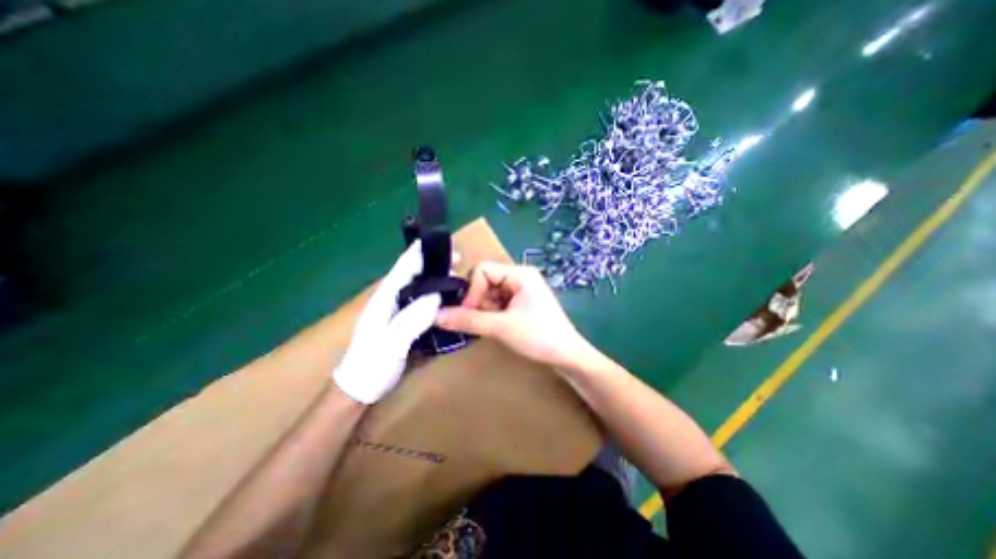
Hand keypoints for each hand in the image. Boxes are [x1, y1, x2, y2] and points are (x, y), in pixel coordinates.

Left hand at [333, 243, 441, 404]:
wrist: (359, 390)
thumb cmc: (371, 366)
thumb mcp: (391, 344)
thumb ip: (411, 320)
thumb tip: (436, 297)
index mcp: (383, 301)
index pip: (401, 271)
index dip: (418, 255)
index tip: (436, 242)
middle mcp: (389, 302)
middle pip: (411, 275)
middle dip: (431, 263)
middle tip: (456, 258)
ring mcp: (394, 313)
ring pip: (417, 288)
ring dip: (434, 278)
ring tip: (455, 274)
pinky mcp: (401, 323)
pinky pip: (420, 302)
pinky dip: (433, 295)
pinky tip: (445, 297)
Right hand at [435, 263, 588, 368]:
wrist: (567, 356)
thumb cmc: (539, 337)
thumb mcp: (501, 327)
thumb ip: (468, 320)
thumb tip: (436, 316)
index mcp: (519, 273)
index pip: (482, 270)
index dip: (472, 291)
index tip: (470, 313)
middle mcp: (520, 276)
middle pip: (485, 280)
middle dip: (478, 301)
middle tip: (481, 321)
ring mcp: (522, 289)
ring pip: (490, 292)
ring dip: (484, 309)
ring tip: (492, 326)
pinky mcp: (522, 302)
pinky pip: (499, 301)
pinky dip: (492, 313)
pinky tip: (498, 327)